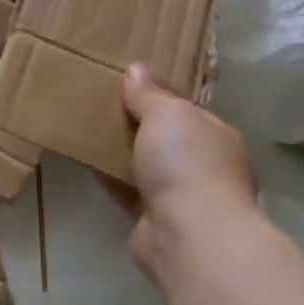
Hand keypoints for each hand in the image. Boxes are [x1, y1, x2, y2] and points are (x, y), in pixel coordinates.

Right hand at [101, 64, 255, 282]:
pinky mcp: (155, 220)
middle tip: (100, 106)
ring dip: (122, 154)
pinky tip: (87, 163)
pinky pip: (128, 191)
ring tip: (87, 131)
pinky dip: (111, 179)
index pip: (185, 110)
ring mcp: (181, 196)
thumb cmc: (186, 163)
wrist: (188, 234)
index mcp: (215, 135)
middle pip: (164, 139)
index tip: (125, 86)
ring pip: (146, 166)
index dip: (157, 97)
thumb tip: (136, 70)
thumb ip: (149, 94)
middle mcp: (204, 166)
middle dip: (138, 126)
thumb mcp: (167, 114)